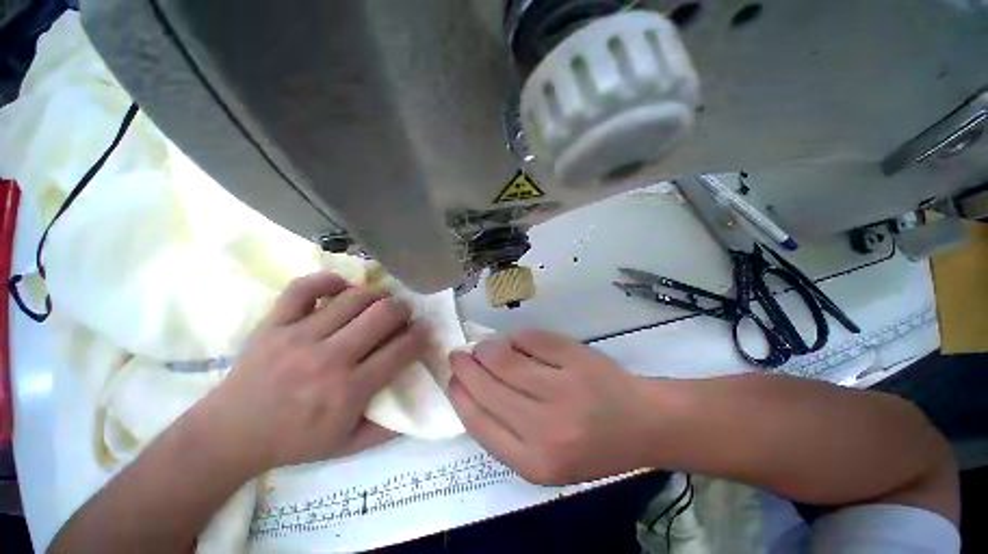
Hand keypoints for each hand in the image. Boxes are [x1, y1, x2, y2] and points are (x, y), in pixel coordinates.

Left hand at [200, 271, 430, 472]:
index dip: (419, 337)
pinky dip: (326, 280)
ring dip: (372, 294)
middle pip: (379, 316)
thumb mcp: (345, 448)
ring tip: (377, 299)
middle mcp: (329, 357)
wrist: (241, 428)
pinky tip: (339, 284)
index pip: (398, 352)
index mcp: (349, 391)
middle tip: (404, 313)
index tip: (424, 331)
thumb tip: (411, 415)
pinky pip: (303, 288)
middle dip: (401, 309)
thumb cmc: (294, 442)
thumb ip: (382, 432)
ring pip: (348, 299)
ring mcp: (300, 335)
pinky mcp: (275, 322)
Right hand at [448, 330, 654, 484]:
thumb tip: (471, 394)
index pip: (478, 423)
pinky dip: (519, 338)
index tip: (453, 381)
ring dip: (487, 350)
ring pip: (505, 362)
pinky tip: (516, 341)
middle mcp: (545, 430)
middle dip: (466, 368)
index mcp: (533, 463)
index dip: (460, 397)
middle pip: (487, 390)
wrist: (646, 427)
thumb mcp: (548, 467)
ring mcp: (564, 392)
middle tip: (459, 355)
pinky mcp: (581, 362)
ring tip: (484, 347)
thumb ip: (508, 441)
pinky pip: (535, 342)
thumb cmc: (596, 451)